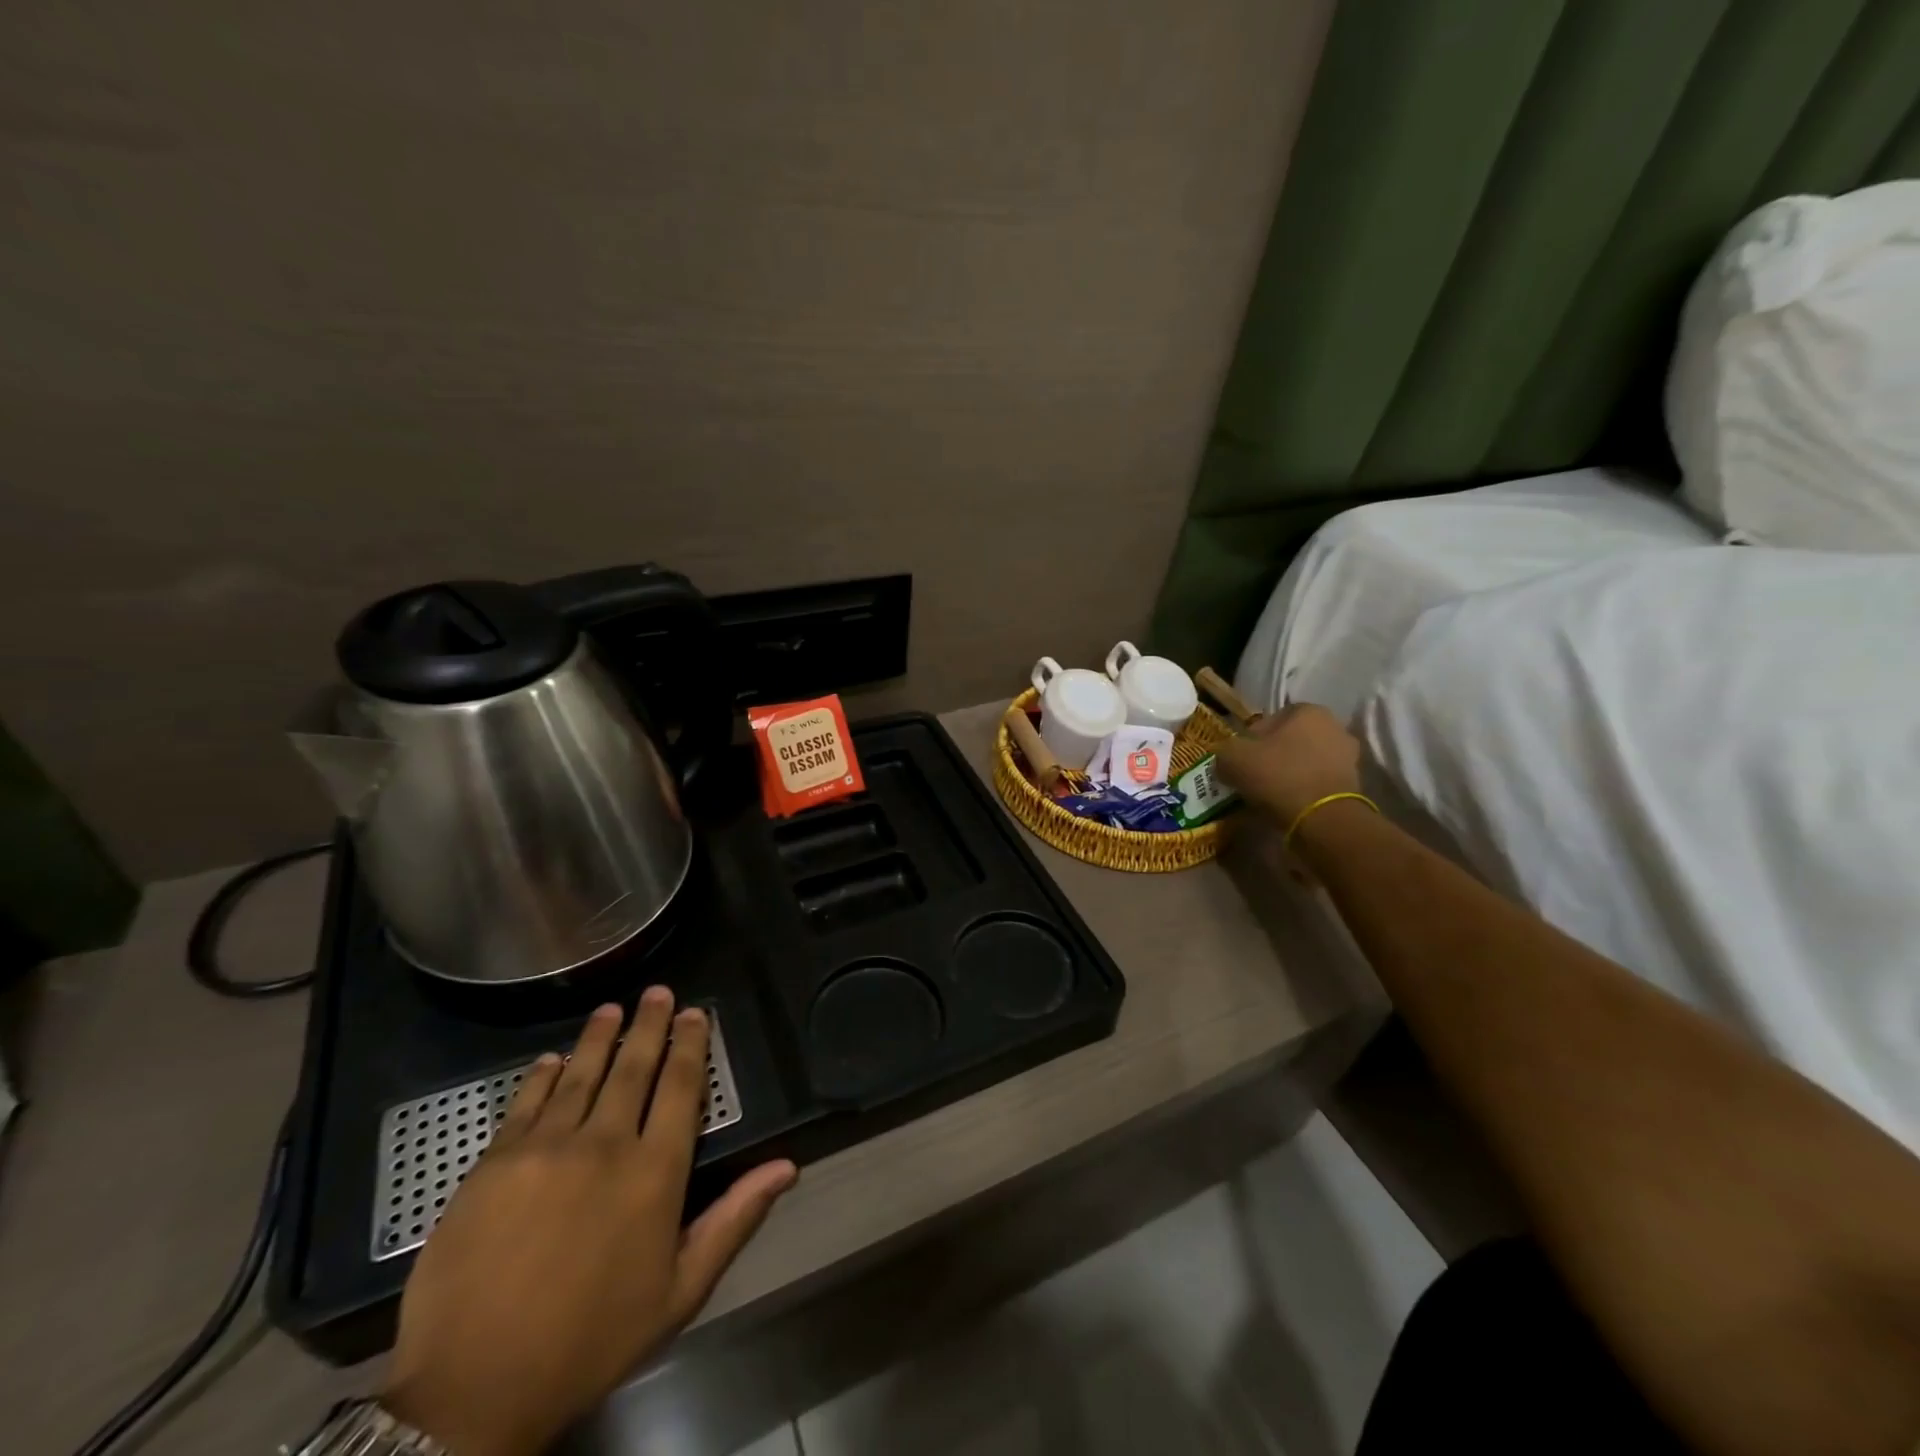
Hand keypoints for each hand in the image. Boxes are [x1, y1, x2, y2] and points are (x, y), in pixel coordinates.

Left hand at [382, 989, 797, 1455]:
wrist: (471, 1394)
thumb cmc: (590, 1342)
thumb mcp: (679, 1292)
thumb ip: (734, 1220)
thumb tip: (786, 1167)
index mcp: (655, 1172)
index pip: (681, 1088)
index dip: (691, 1045)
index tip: (695, 1013)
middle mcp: (606, 1144)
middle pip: (634, 1068)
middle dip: (650, 1025)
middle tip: (658, 993)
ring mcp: (545, 1149)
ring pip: (581, 1074)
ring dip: (600, 1037)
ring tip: (611, 1009)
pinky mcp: (494, 1163)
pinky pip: (526, 1103)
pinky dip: (543, 1075)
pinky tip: (553, 1059)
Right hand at [1215, 702, 1362, 824]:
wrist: (1323, 819)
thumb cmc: (1278, 776)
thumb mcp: (1232, 758)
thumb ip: (1224, 751)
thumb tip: (1227, 759)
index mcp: (1307, 710)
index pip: (1269, 719)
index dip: (1249, 740)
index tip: (1240, 761)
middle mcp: (1334, 726)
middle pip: (1289, 740)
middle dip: (1271, 756)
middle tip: (1252, 777)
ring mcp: (1348, 756)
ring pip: (1304, 761)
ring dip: (1288, 774)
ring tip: (1268, 795)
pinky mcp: (1354, 784)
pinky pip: (1317, 782)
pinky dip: (1303, 790)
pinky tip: (1287, 805)